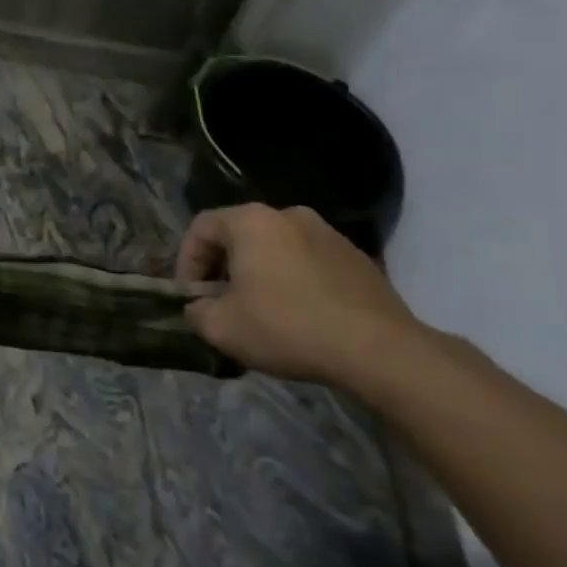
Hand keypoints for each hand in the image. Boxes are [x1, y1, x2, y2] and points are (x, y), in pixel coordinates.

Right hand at [176, 203, 428, 385]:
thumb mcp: (222, 327)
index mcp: (252, 221)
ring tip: (261, 311)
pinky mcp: (358, 259)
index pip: (201, 227)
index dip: (186, 261)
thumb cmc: (288, 327)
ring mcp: (329, 234)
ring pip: (276, 248)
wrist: (380, 351)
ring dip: (260, 274)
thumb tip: (199, 307)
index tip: (191, 296)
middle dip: (223, 267)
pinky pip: (309, 263)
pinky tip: (299, 316)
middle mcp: (289, 215)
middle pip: (240, 235)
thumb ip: (197, 311)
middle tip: (221, 302)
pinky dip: (294, 281)